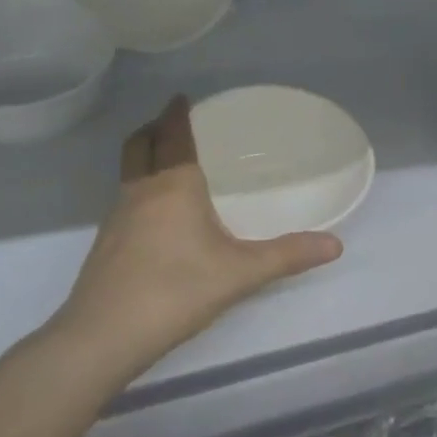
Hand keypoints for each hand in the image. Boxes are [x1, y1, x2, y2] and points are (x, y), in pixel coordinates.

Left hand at [59, 96, 343, 368]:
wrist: (101, 338)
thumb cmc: (175, 291)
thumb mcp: (241, 273)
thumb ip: (288, 255)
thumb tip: (335, 245)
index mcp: (173, 185)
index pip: (173, 134)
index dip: (177, 113)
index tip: (182, 97)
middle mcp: (140, 192)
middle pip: (139, 145)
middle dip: (155, 128)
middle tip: (174, 123)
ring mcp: (116, 219)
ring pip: (129, 172)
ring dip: (146, 157)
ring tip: (172, 164)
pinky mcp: (106, 245)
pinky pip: (126, 200)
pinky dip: (142, 189)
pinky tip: (160, 217)